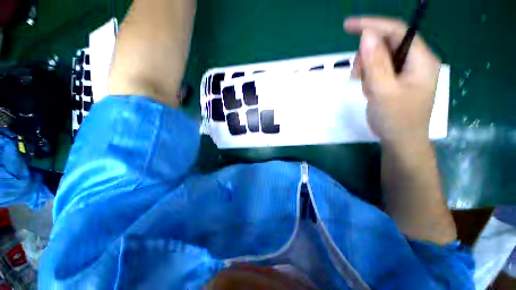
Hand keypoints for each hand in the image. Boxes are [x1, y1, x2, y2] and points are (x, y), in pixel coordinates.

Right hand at [344, 17, 440, 145]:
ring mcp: (407, 71)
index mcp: (421, 60)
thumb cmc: (396, 119)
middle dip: (367, 58)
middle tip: (358, 77)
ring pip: (380, 58)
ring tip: (367, 89)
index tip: (347, 26)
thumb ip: (375, 63)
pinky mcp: (398, 79)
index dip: (372, 25)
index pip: (397, 30)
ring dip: (367, 70)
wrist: (401, 140)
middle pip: (387, 44)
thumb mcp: (383, 91)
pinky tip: (370, 90)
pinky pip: (379, 69)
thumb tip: (366, 35)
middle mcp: (416, 61)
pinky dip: (370, 78)